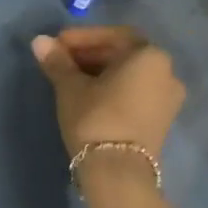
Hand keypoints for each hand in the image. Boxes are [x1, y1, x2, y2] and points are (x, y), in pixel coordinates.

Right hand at [31, 26, 184, 171]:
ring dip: (101, 71)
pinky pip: (136, 92)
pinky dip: (114, 88)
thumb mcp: (70, 87)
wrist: (118, 171)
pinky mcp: (162, 119)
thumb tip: (39, 40)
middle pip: (124, 54)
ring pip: (130, 74)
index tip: (57, 45)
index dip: (82, 37)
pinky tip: (89, 96)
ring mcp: (168, 98)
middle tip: (61, 61)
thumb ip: (57, 61)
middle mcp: (167, 72)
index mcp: (149, 56)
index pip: (113, 35)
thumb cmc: (95, 118)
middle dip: (91, 54)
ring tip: (71, 79)